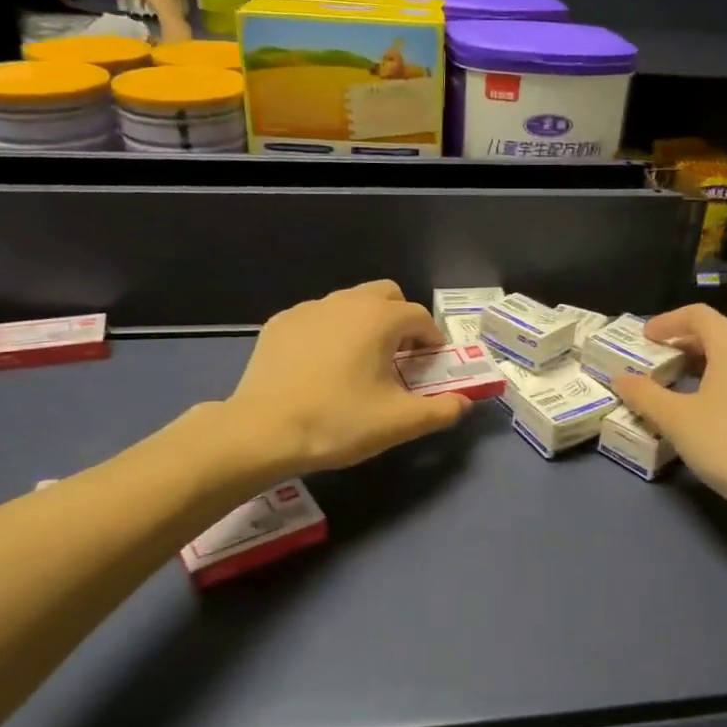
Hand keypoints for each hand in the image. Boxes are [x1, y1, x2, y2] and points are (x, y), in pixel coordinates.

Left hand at [227, 281, 466, 473]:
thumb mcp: (398, 423)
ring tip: (361, 363)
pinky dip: (332, 332)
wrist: (262, 431)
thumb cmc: (338, 422)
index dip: (433, 341)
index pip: (421, 317)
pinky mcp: (280, 323)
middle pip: (387, 295)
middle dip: (401, 320)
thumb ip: (441, 410)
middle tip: (400, 358)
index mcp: (379, 318)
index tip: (431, 368)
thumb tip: (464, 402)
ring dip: (366, 324)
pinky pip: (319, 317)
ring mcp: (308, 309)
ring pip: (350, 303)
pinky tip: (322, 366)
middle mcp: (346, 301)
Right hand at [611, 305, 726, 518]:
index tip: (644, 338)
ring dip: (702, 364)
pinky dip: (721, 381)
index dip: (667, 322)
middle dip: (682, 344)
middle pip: (717, 334)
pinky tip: (706, 409)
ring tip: (676, 385)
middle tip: (655, 362)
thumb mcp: (675, 419)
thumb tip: (620, 379)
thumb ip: (644, 395)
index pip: (698, 315)